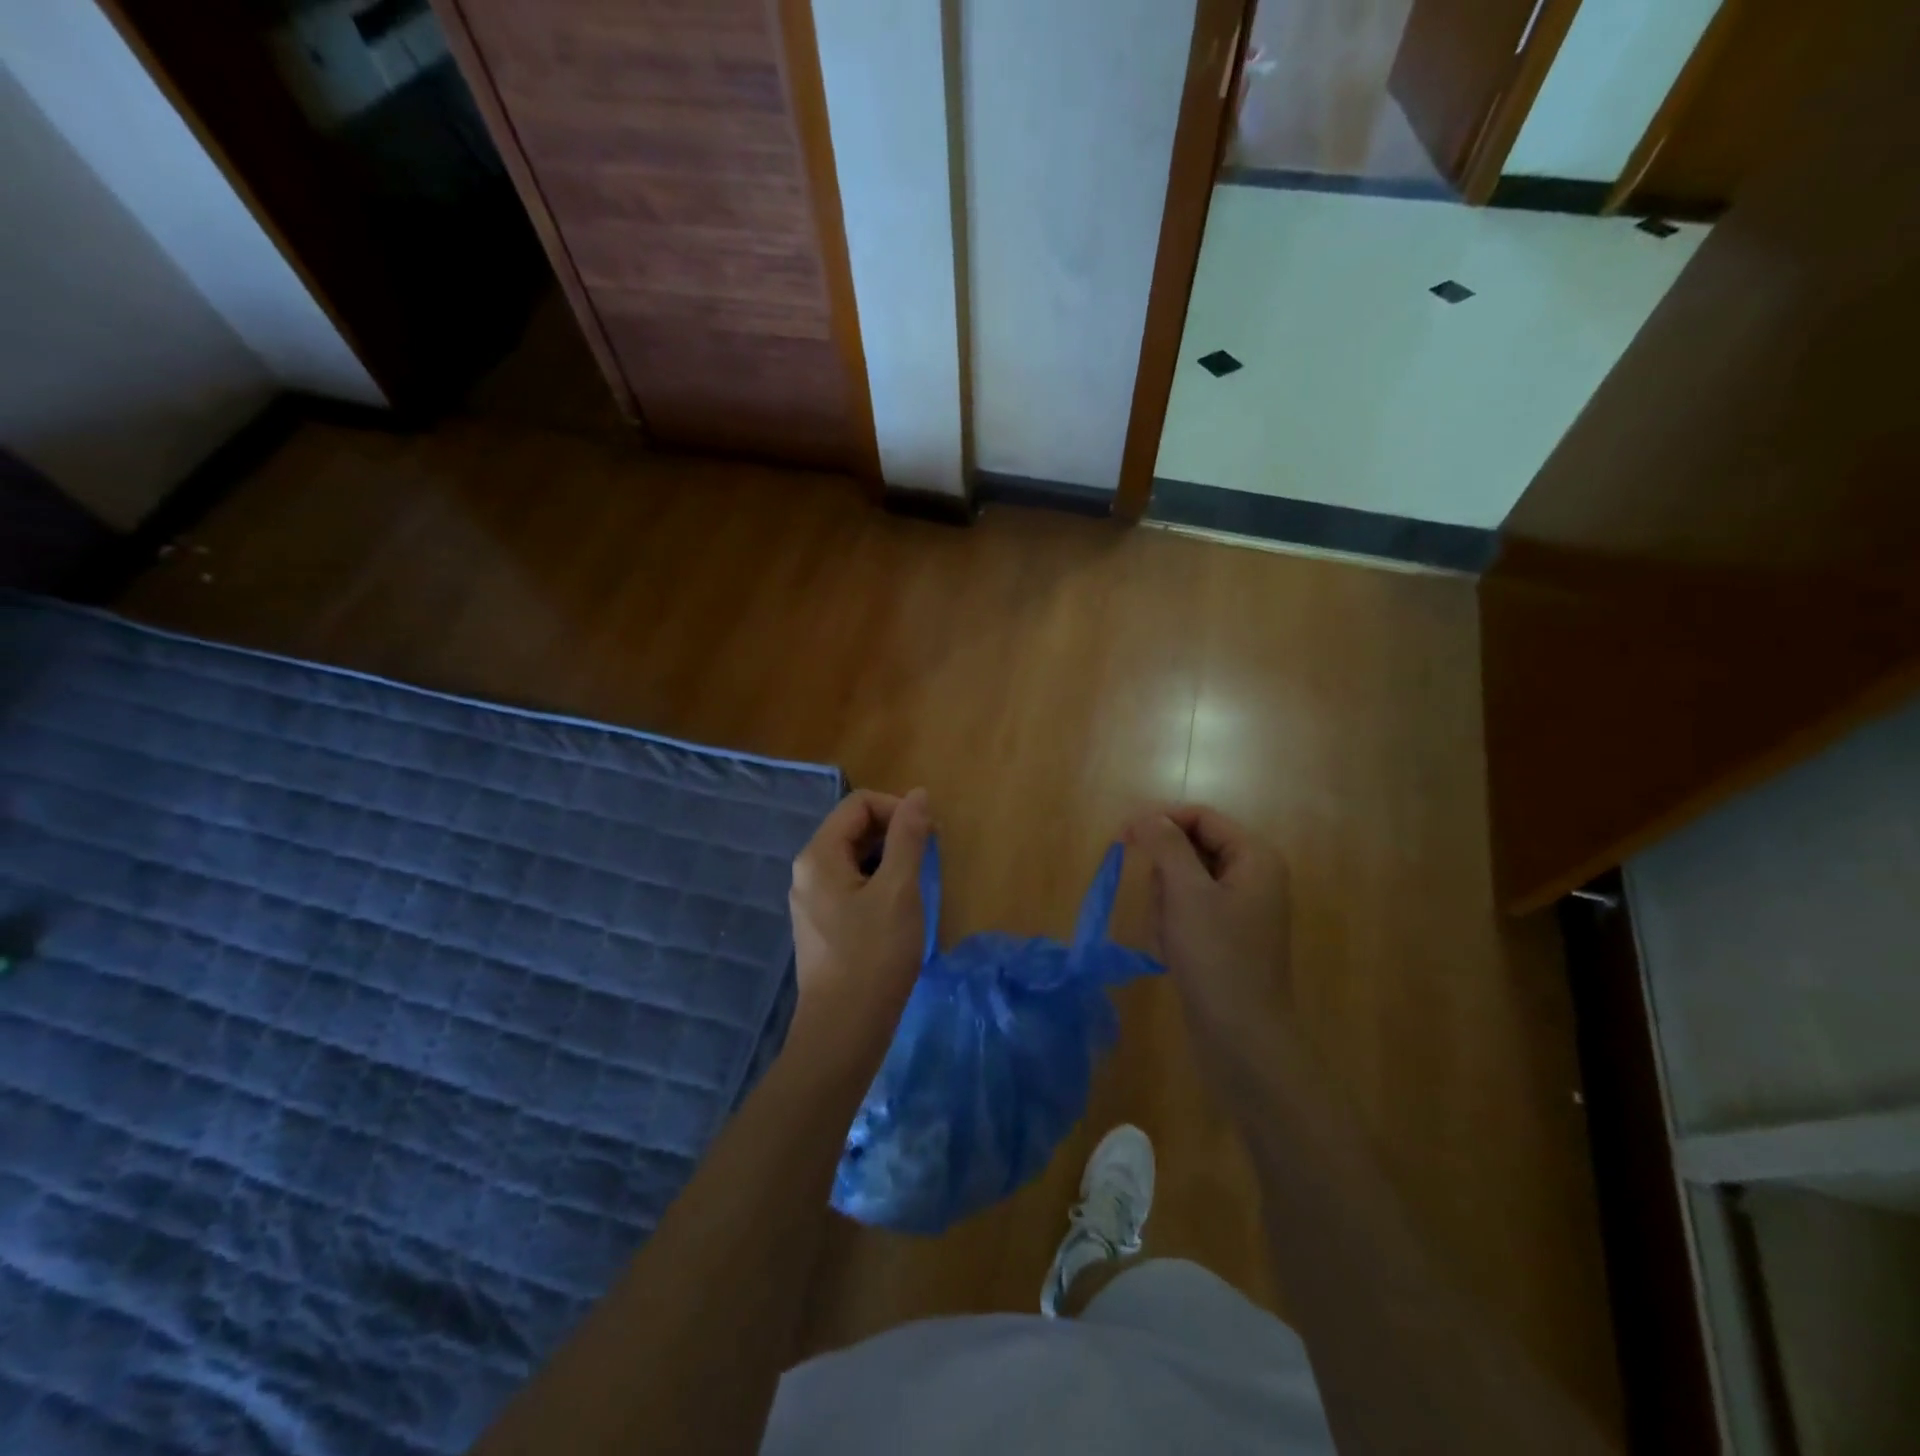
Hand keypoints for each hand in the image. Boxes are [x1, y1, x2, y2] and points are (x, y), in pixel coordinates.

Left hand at [786, 788, 931, 1070]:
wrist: (843, 1031)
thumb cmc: (874, 956)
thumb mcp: (899, 891)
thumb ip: (908, 838)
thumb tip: (918, 795)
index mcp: (818, 856)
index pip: (859, 804)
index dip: (897, 808)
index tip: (930, 834)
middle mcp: (807, 871)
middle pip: (853, 828)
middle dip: (894, 832)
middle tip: (930, 855)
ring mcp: (811, 900)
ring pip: (853, 858)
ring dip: (889, 858)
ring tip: (918, 882)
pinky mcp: (822, 924)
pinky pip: (850, 884)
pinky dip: (878, 882)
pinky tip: (898, 908)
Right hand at [1125, 806, 1294, 1086]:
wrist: (1241, 1036)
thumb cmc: (1216, 957)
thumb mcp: (1186, 892)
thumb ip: (1166, 845)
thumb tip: (1147, 816)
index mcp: (1254, 857)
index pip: (1200, 816)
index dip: (1160, 820)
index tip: (1122, 836)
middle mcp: (1252, 875)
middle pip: (1190, 848)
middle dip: (1165, 874)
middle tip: (1162, 905)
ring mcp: (1239, 906)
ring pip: (1182, 880)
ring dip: (1165, 903)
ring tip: (1170, 935)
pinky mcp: (1225, 933)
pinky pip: (1187, 909)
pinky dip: (1172, 924)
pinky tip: (1173, 951)